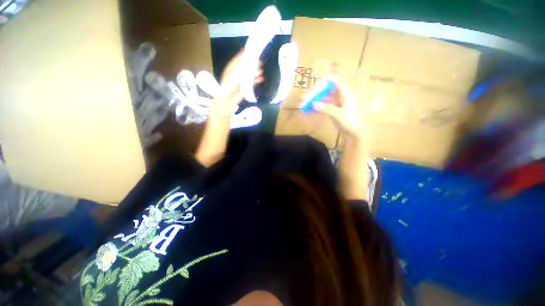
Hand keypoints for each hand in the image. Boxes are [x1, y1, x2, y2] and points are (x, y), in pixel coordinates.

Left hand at [213, 51, 263, 114]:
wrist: (228, 98)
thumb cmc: (229, 84)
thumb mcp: (234, 72)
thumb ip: (240, 64)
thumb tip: (244, 54)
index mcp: (232, 68)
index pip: (239, 59)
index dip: (245, 56)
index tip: (252, 52)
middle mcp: (237, 73)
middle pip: (246, 67)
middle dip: (252, 65)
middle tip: (260, 63)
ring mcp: (241, 81)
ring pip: (250, 75)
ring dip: (255, 72)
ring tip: (261, 70)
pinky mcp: (245, 87)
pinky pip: (252, 83)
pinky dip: (256, 80)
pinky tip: (261, 79)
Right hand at [312, 81, 364, 139]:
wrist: (355, 134)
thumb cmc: (350, 122)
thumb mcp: (338, 115)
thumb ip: (326, 108)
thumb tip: (314, 104)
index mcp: (346, 95)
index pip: (338, 83)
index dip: (329, 80)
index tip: (318, 82)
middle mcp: (342, 98)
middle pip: (329, 91)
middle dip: (319, 92)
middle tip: (308, 95)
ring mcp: (338, 106)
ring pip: (326, 99)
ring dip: (317, 100)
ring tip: (307, 102)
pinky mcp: (335, 112)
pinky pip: (326, 107)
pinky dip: (319, 107)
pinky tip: (311, 109)